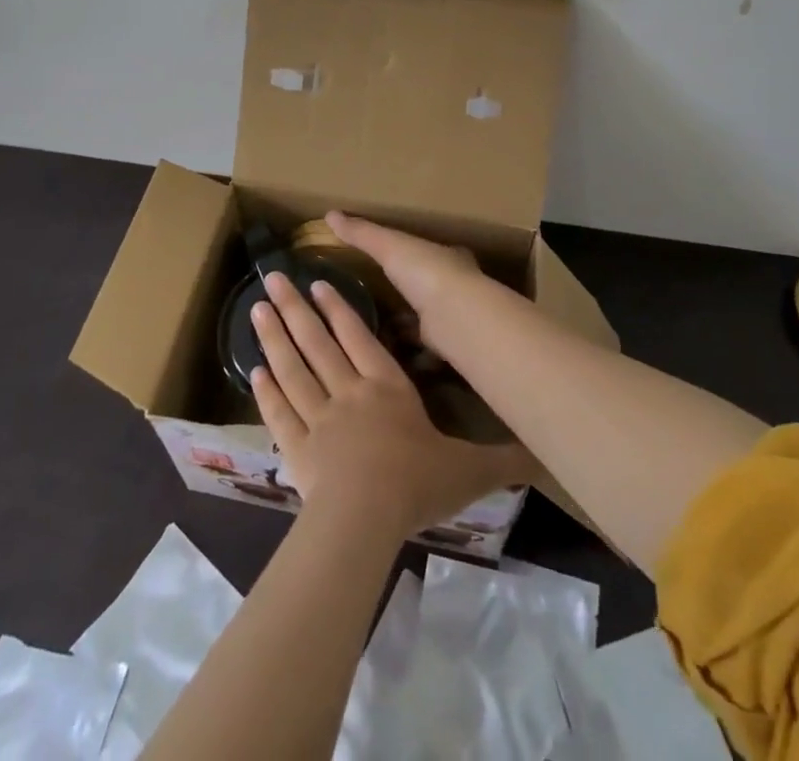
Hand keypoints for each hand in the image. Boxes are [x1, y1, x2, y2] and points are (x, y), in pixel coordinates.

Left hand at [249, 269, 533, 538]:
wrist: (365, 520)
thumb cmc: (416, 485)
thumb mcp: (469, 470)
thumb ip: (504, 458)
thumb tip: (545, 452)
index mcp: (387, 389)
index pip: (360, 338)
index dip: (340, 309)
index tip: (320, 283)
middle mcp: (348, 393)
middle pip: (317, 342)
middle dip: (296, 307)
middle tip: (273, 277)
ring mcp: (317, 419)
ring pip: (292, 368)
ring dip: (274, 336)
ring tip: (258, 308)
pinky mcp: (296, 449)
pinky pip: (278, 412)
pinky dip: (266, 389)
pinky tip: (254, 368)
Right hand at [323, 211, 489, 354]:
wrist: (456, 318)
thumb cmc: (426, 272)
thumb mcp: (389, 246)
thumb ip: (362, 233)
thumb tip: (330, 214)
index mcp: (447, 257)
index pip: (428, 251)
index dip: (411, 254)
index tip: (390, 259)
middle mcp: (455, 285)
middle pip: (428, 284)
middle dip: (408, 290)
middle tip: (377, 297)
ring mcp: (454, 316)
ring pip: (428, 316)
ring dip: (407, 322)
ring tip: (375, 328)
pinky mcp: (447, 345)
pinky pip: (424, 347)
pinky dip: (408, 351)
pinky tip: (388, 356)